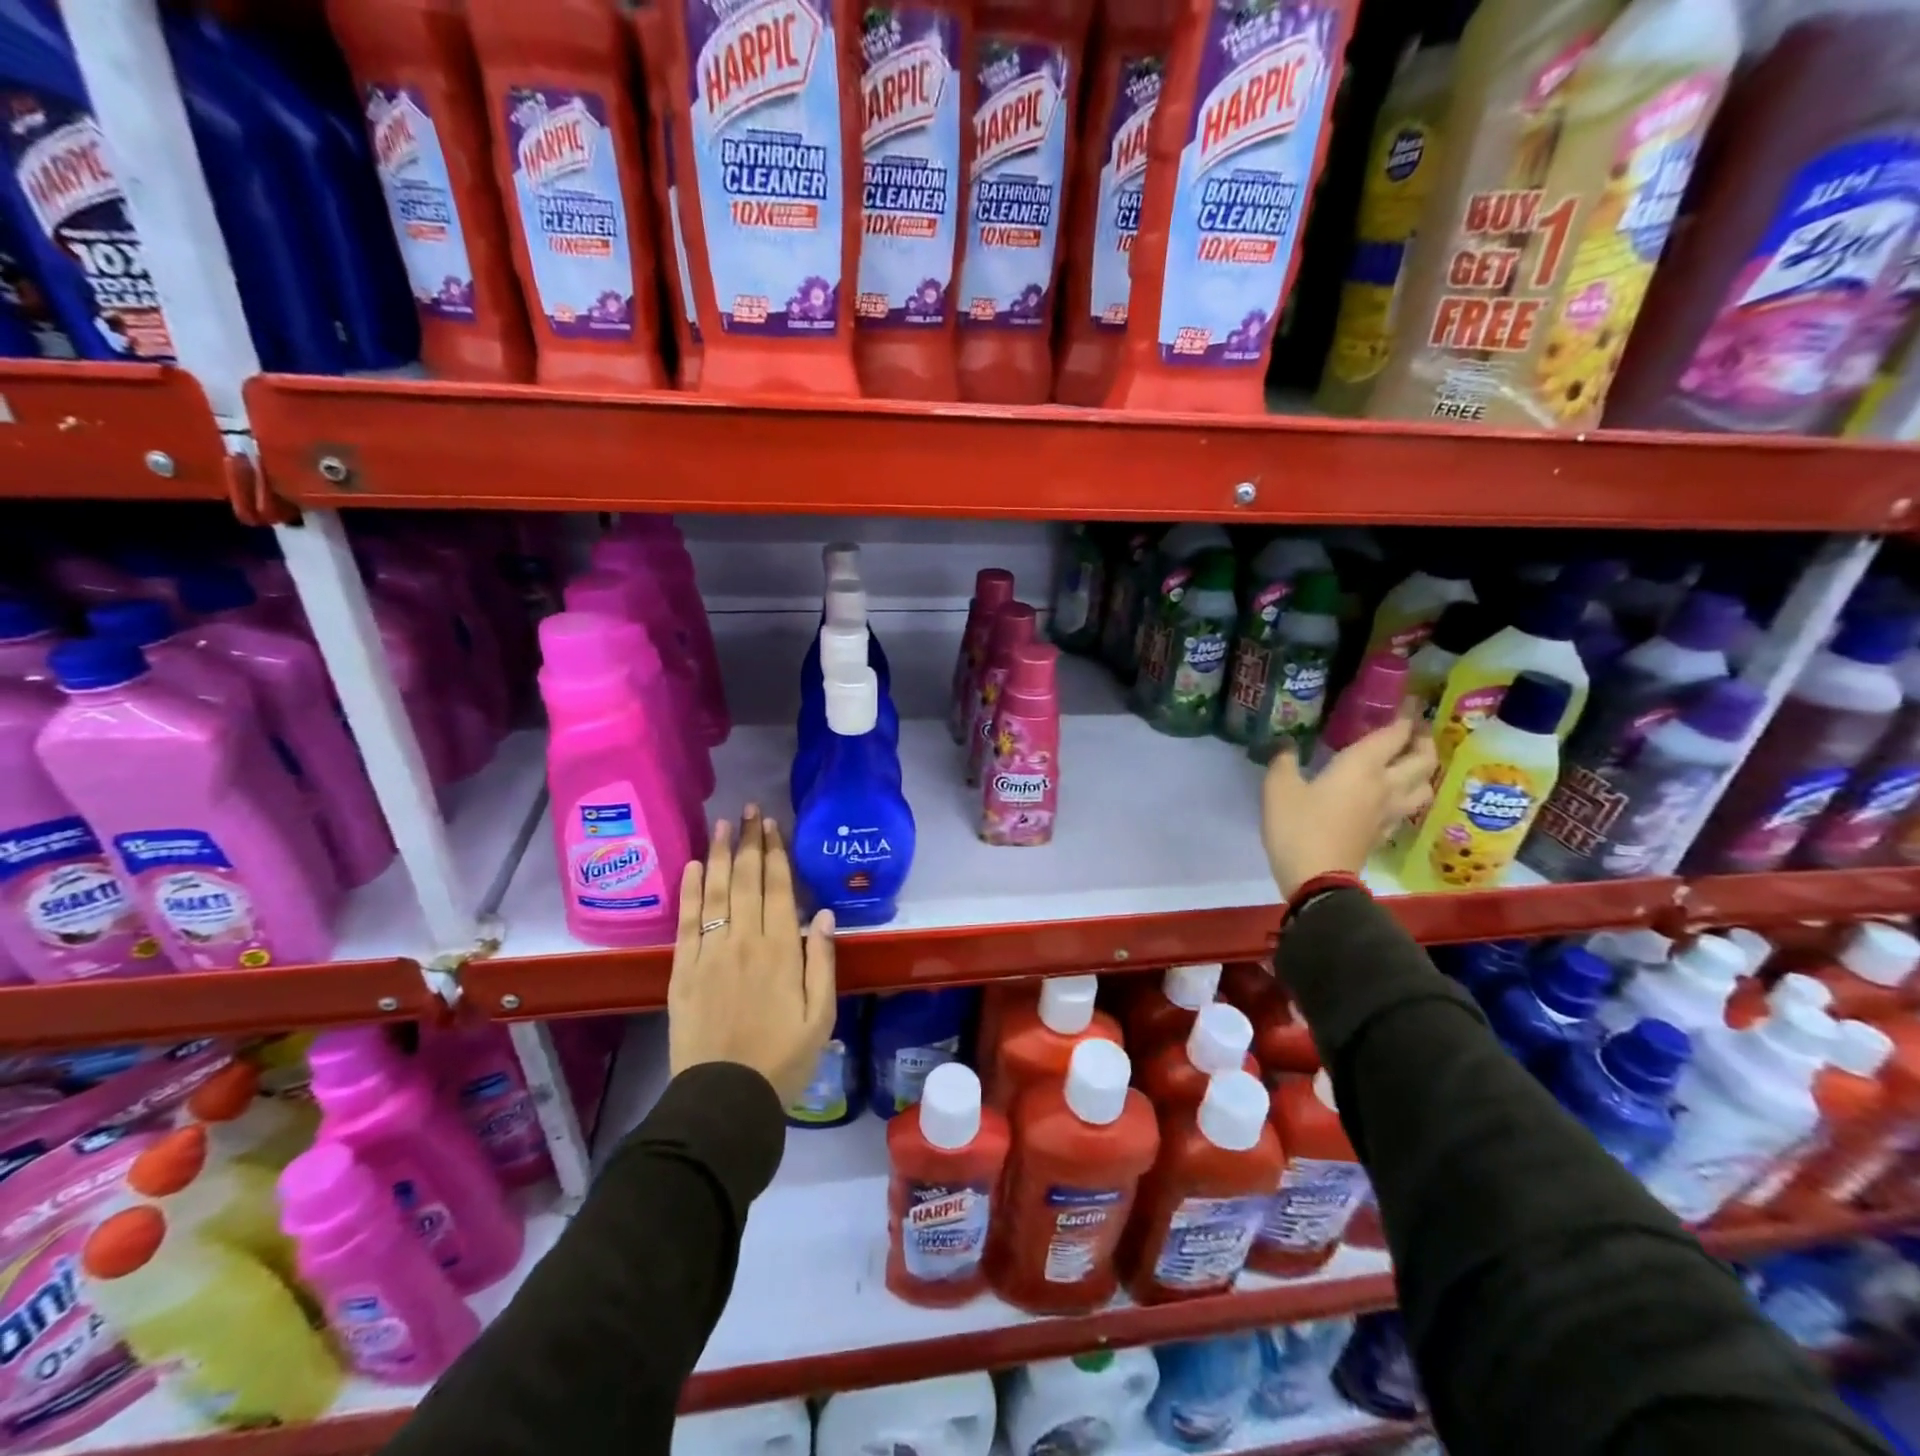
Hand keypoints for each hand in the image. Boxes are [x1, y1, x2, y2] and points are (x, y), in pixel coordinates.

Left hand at [668, 807, 836, 1105]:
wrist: (725, 1099)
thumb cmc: (783, 1059)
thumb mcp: (821, 1015)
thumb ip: (822, 961)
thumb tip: (822, 914)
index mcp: (780, 950)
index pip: (777, 888)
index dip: (775, 853)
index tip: (773, 824)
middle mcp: (743, 942)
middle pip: (745, 880)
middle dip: (748, 842)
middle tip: (750, 810)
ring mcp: (708, 954)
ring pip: (714, 892)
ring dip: (718, 855)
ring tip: (721, 824)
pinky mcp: (681, 971)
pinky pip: (685, 922)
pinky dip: (687, 891)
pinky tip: (691, 866)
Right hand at [1261, 717, 1437, 897]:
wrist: (1317, 879)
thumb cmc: (1297, 827)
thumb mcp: (1278, 789)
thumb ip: (1284, 762)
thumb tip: (1285, 745)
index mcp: (1362, 767)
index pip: (1394, 734)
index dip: (1404, 716)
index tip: (1408, 702)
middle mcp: (1385, 785)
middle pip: (1422, 758)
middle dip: (1422, 739)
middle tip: (1413, 729)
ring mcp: (1390, 812)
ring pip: (1424, 784)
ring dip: (1423, 769)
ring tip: (1410, 762)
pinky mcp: (1385, 833)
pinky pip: (1408, 807)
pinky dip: (1408, 794)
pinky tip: (1393, 795)